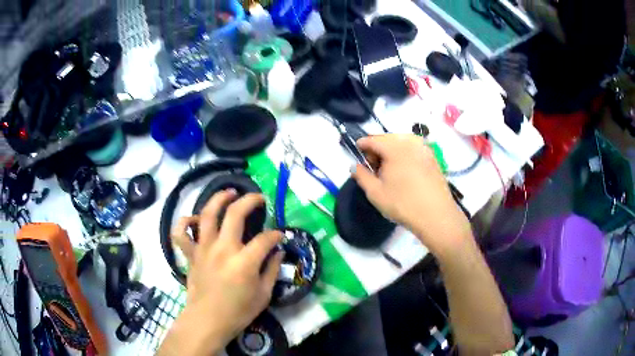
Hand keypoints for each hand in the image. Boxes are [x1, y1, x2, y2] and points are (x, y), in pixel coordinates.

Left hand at [159, 191, 283, 355]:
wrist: (207, 321)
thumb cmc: (238, 312)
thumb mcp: (263, 295)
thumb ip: (272, 270)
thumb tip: (277, 252)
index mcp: (244, 262)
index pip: (265, 239)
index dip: (276, 235)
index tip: (280, 236)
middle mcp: (223, 249)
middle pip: (235, 214)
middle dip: (250, 201)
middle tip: (259, 198)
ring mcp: (203, 249)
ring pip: (207, 214)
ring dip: (219, 199)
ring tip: (229, 193)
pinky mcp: (191, 254)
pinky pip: (181, 233)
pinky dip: (185, 222)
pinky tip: (195, 219)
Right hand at [352, 134, 471, 257]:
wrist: (436, 215)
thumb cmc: (403, 204)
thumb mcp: (375, 193)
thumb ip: (361, 175)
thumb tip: (355, 166)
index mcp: (394, 147)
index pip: (372, 139)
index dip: (362, 146)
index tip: (357, 155)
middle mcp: (410, 141)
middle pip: (387, 139)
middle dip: (377, 150)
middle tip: (374, 168)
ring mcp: (424, 148)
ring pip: (401, 143)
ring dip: (391, 152)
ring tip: (389, 171)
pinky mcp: (433, 157)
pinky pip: (413, 149)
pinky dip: (404, 155)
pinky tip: (404, 172)